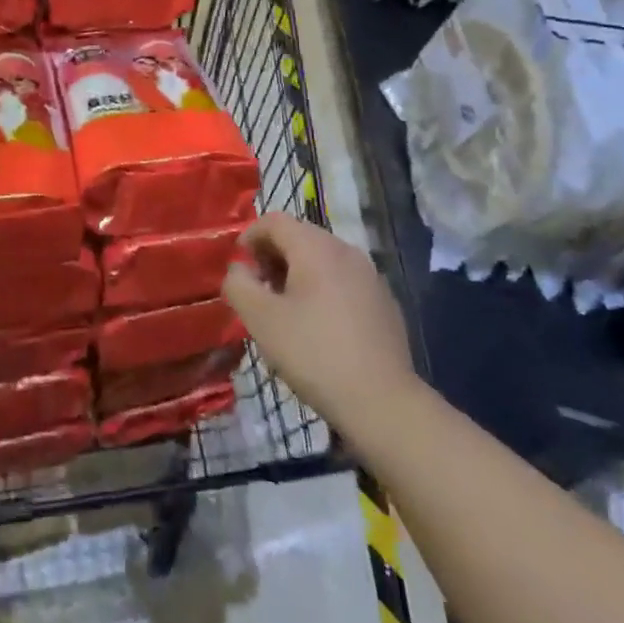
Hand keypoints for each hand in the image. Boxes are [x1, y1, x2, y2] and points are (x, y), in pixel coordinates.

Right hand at [222, 214, 417, 437]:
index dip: (250, 236)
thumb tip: (239, 269)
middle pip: (300, 236)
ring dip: (297, 273)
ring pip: (323, 259)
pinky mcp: (384, 302)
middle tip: (258, 290)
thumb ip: (239, 285)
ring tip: (285, 309)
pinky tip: (319, 326)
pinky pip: (344, 281)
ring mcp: (370, 276)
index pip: (274, 221)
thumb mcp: (261, 319)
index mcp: (316, 247)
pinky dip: (323, 289)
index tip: (239, 266)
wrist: (382, 402)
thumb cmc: (313, 353)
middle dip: (273, 256)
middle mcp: (346, 250)